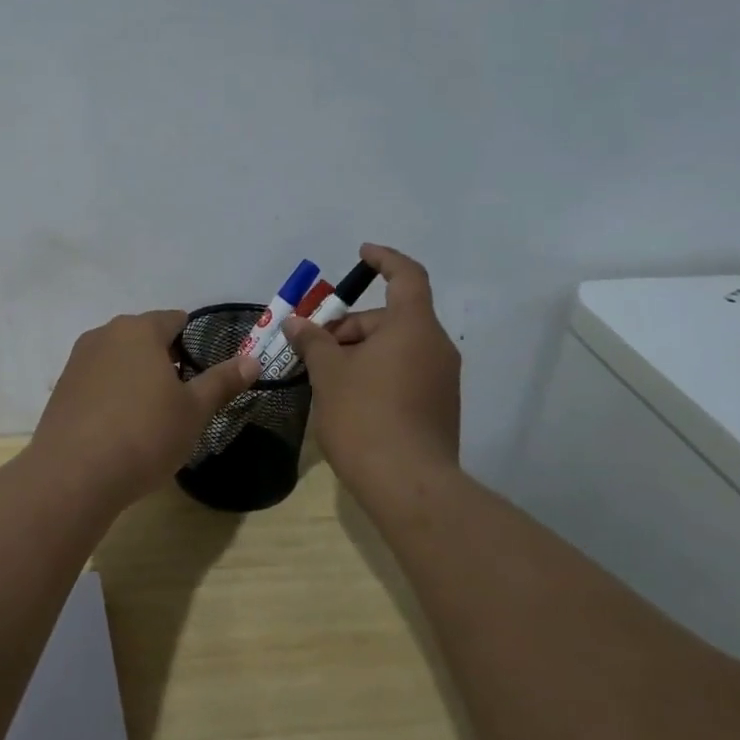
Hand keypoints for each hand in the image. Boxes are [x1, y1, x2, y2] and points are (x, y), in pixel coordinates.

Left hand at [30, 310, 258, 508]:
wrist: (74, 475)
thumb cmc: (144, 434)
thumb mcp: (194, 411)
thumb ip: (222, 381)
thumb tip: (253, 360)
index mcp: (139, 330)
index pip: (174, 319)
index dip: (193, 341)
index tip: (204, 371)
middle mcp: (104, 335)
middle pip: (144, 338)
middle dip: (165, 360)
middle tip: (182, 397)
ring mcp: (77, 361)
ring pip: (118, 359)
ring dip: (136, 377)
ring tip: (152, 415)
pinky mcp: (61, 390)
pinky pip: (97, 382)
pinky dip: (112, 395)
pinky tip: (120, 428)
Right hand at [282, 244, 461, 508]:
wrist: (409, 484)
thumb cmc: (365, 416)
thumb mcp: (329, 374)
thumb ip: (313, 342)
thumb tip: (296, 324)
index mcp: (413, 327)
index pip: (406, 276)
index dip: (385, 260)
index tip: (362, 254)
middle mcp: (436, 347)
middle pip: (393, 319)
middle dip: (351, 326)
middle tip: (314, 348)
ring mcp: (442, 380)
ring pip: (398, 348)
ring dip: (362, 352)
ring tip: (326, 377)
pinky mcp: (440, 407)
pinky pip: (406, 373)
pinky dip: (378, 373)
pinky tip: (350, 399)